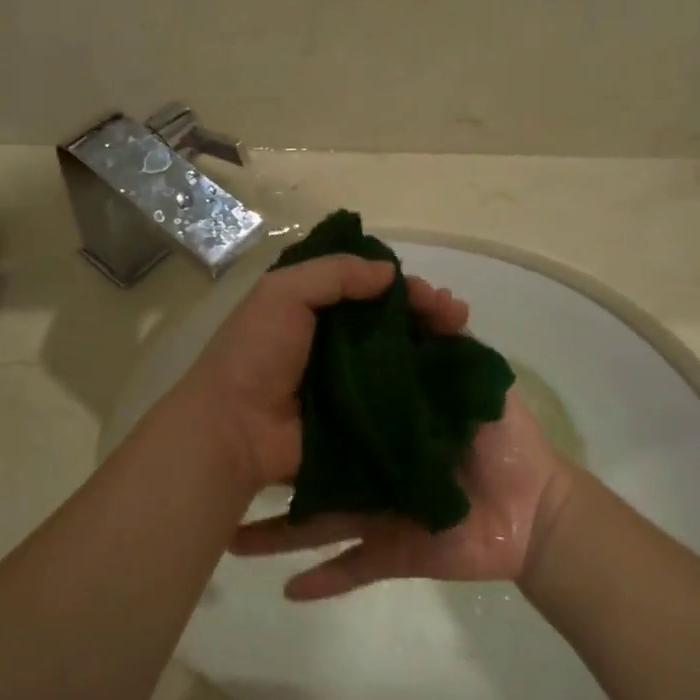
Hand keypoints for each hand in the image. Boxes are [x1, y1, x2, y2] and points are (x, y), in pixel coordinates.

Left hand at [171, 257, 466, 498]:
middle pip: (392, 324)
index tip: (433, 295)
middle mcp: (335, 344)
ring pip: (401, 362)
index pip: (370, 290)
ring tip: (464, 345)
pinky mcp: (359, 420)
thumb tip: (389, 272)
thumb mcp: (283, 292)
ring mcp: (349, 385)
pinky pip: (398, 402)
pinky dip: (425, 393)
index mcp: (314, 309)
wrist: (235, 427)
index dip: (404, 288)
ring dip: (434, 351)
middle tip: (457, 318)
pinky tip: (453, 386)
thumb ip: (334, 273)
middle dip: (429, 317)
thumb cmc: (256, 352)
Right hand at [228, 286, 579, 599]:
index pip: (335, 406)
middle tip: (223, 457)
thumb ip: (450, 341)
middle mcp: (369, 464)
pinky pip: (350, 569)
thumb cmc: (508, 441)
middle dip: (268, 468)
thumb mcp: (478, 378)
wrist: (537, 514)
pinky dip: (321, 581)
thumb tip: (424, 296)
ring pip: (315, 522)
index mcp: (384, 424)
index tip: (262, 377)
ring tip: (232, 536)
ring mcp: (375, 511)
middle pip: (311, 466)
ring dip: (275, 534)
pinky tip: (285, 588)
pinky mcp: (389, 551)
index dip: (300, 393)